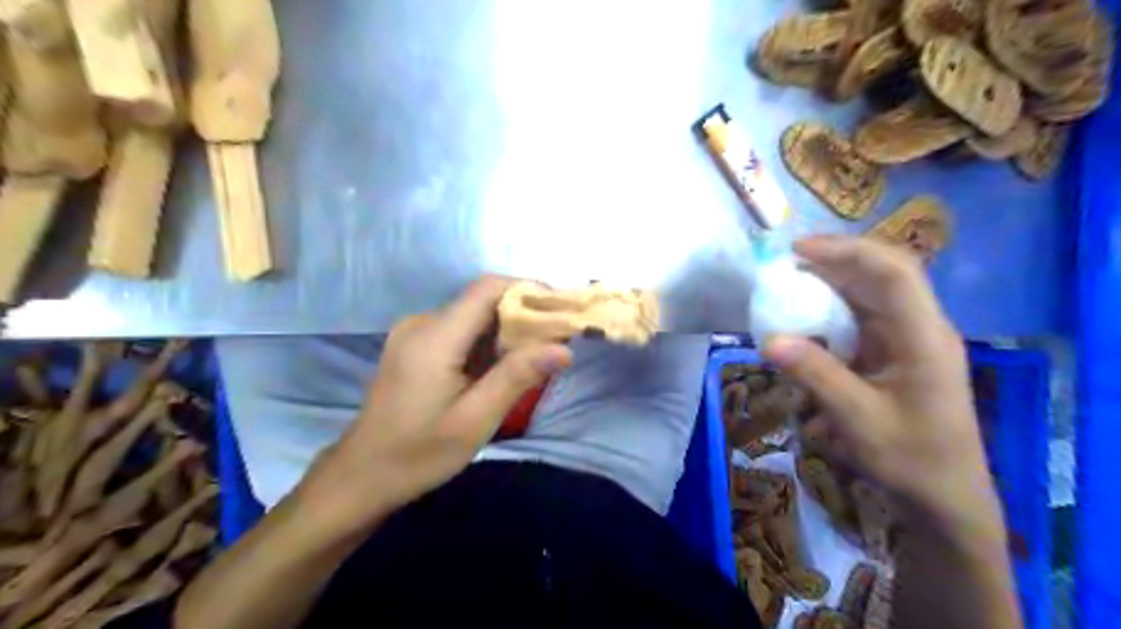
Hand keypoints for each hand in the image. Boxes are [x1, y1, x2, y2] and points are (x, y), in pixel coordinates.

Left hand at [294, 277, 568, 536]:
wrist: (362, 476)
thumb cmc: (419, 453)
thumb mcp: (475, 420)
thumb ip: (517, 377)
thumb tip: (564, 348)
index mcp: (434, 337)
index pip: (487, 288)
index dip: (527, 290)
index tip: (559, 311)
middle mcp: (422, 323)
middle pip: (481, 300)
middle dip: (522, 315)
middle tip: (555, 342)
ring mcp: (414, 333)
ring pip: (472, 316)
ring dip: (505, 331)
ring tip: (534, 358)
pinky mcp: (414, 346)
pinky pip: (459, 330)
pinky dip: (486, 342)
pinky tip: (499, 368)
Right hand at [766, 236, 1002, 545]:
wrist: (945, 499)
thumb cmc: (911, 459)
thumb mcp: (859, 419)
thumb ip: (816, 375)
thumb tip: (769, 339)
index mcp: (923, 337)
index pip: (893, 272)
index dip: (847, 251)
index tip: (798, 251)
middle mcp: (920, 328)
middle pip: (881, 274)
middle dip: (834, 261)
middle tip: (785, 264)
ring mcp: (908, 340)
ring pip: (869, 294)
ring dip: (829, 284)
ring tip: (788, 286)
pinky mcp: (895, 353)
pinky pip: (861, 319)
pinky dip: (830, 312)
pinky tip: (805, 321)